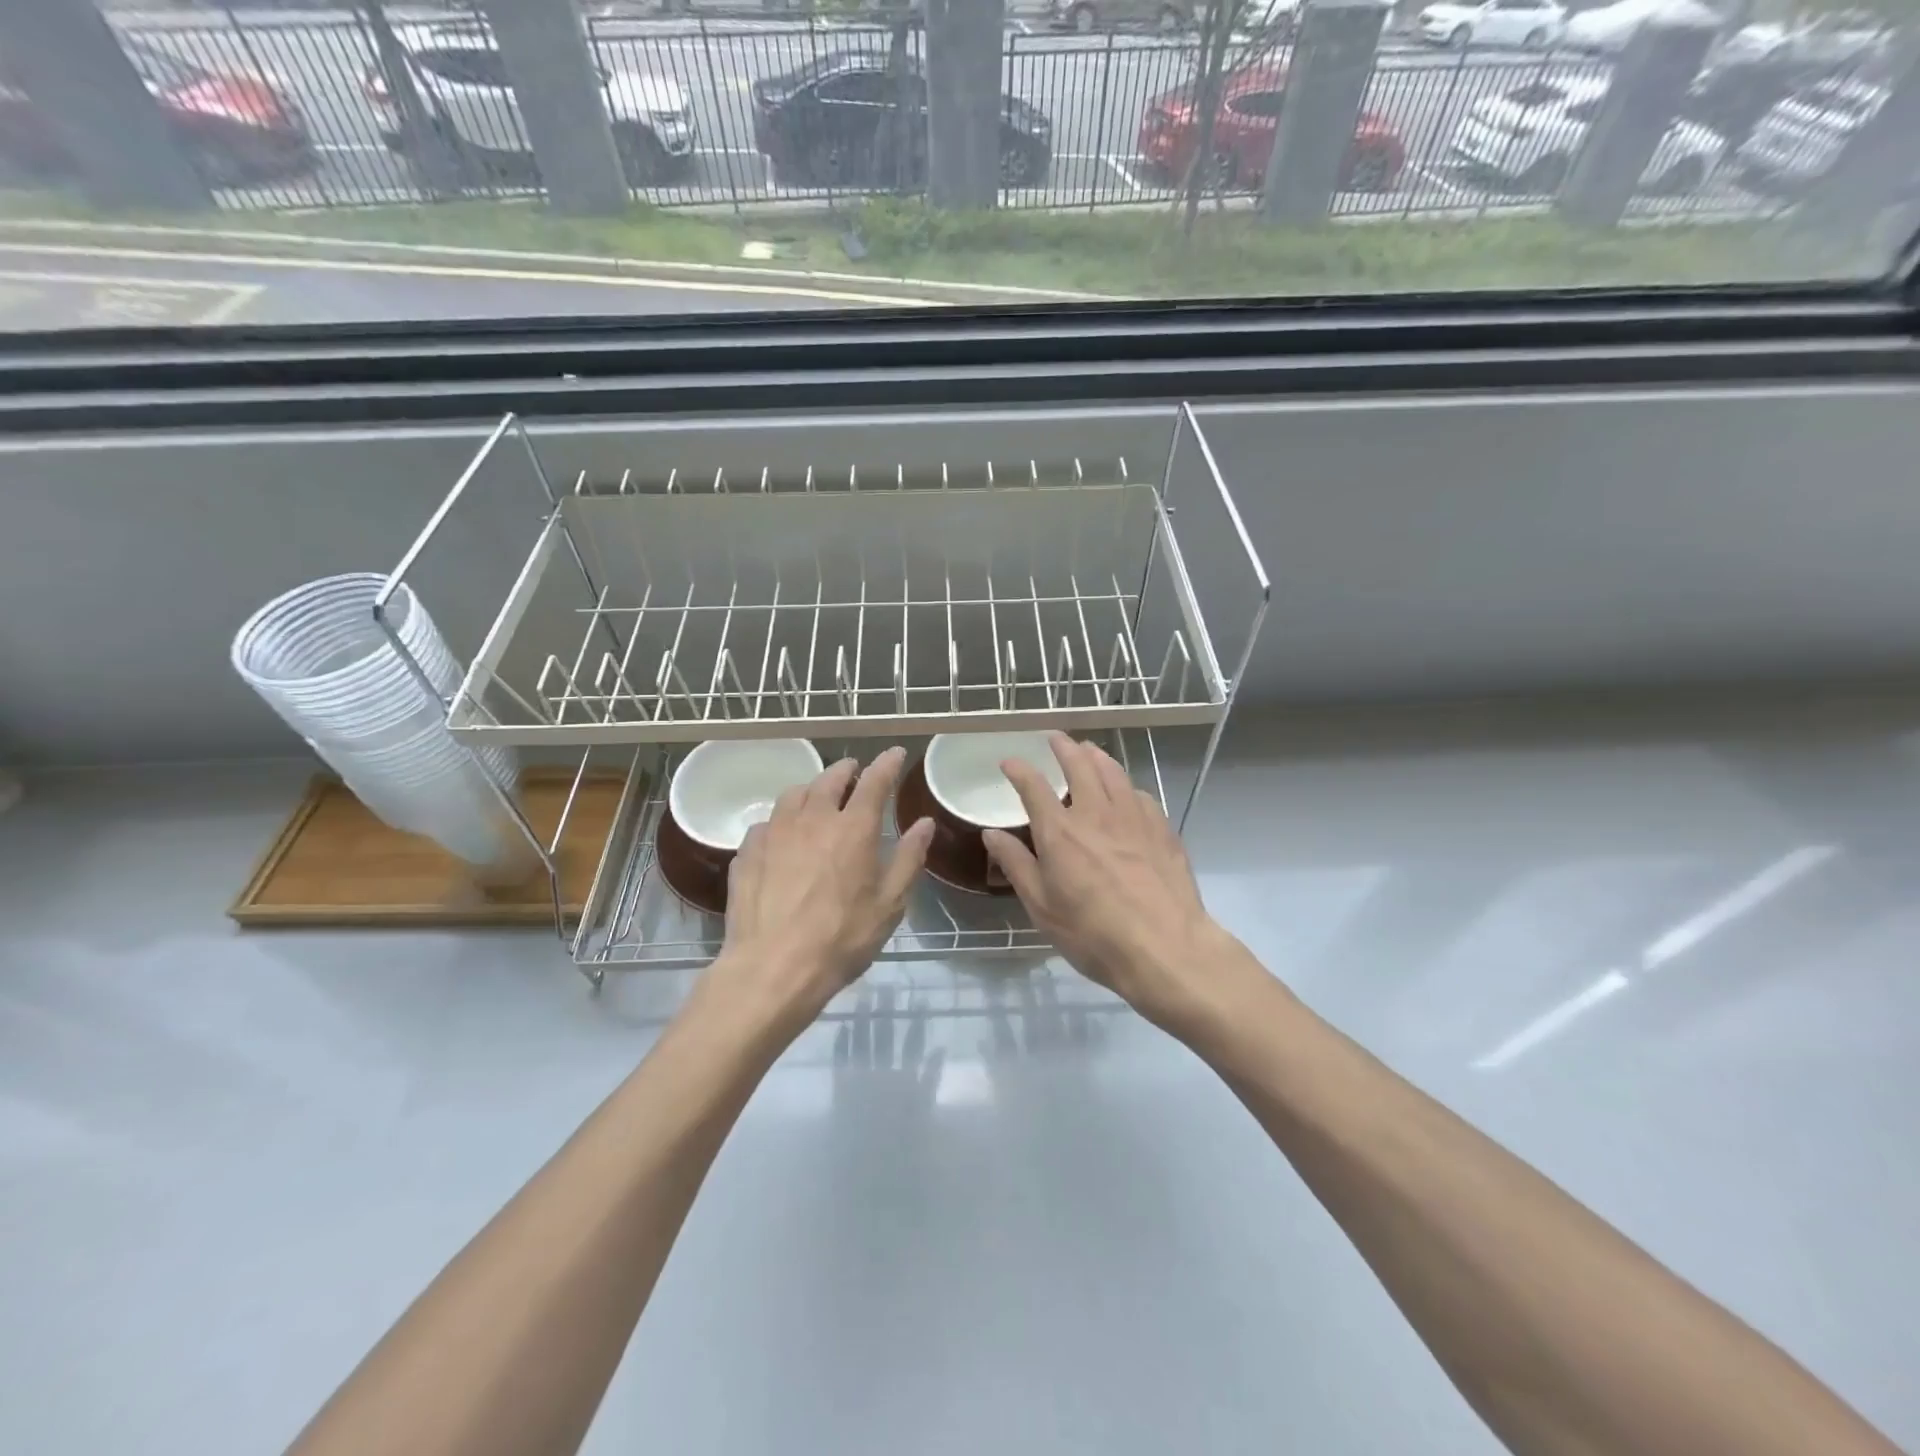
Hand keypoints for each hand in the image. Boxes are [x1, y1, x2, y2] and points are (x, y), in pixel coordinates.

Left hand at [704, 746, 933, 1042]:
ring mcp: (775, 832)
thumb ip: (909, 858)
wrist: (773, 968)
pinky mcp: (748, 851)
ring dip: (811, 789)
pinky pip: (767, 822)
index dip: (887, 764)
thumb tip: (924, 823)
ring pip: (794, 794)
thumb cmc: (842, 938)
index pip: (875, 781)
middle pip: (830, 779)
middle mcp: (813, 819)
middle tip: (854, 771)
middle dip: (846, 770)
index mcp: (854, 829)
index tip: (895, 753)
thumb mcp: (890, 904)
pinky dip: (782, 820)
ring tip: (817, 797)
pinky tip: (783, 836)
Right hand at [983, 734, 1236, 1026]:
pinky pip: (1140, 794)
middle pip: (1079, 764)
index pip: (1033, 786)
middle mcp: (1096, 813)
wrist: (1165, 947)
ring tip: (1089, 750)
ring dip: (1097, 756)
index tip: (1009, 762)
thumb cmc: (1093, 933)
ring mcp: (1134, 817)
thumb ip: (1017, 864)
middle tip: (1055, 738)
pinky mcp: (1162, 829)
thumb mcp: (1042, 907)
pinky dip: (1126, 785)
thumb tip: (992, 834)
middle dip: (1063, 747)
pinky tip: (1127, 792)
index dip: (1018, 769)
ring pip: (1114, 772)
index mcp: (1060, 832)